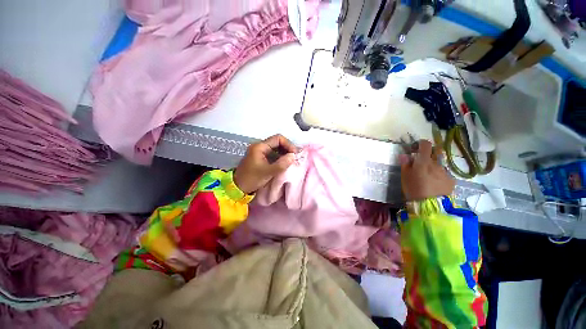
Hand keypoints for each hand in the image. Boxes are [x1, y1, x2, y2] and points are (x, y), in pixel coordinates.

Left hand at [233, 134, 297, 193]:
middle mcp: (260, 146)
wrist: (238, 187)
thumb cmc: (251, 179)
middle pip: (278, 142)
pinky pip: (273, 154)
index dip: (288, 144)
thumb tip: (293, 156)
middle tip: (294, 158)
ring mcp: (260, 152)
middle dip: (287, 149)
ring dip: (284, 153)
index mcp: (260, 146)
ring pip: (276, 149)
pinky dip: (280, 157)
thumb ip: (281, 164)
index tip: (294, 154)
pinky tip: (284, 163)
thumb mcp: (267, 172)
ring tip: (291, 161)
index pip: (278, 138)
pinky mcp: (261, 158)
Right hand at [399, 139, 454, 200]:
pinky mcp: (451, 180)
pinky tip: (435, 183)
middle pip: (437, 151)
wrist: (430, 205)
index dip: (420, 143)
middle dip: (430, 151)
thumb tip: (404, 154)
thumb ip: (405, 163)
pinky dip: (439, 175)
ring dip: (434, 165)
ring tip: (428, 175)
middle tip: (423, 159)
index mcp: (424, 161)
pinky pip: (445, 173)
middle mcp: (437, 163)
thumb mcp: (405, 176)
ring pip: (440, 163)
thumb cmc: (413, 188)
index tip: (415, 148)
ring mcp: (445, 172)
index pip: (425, 144)